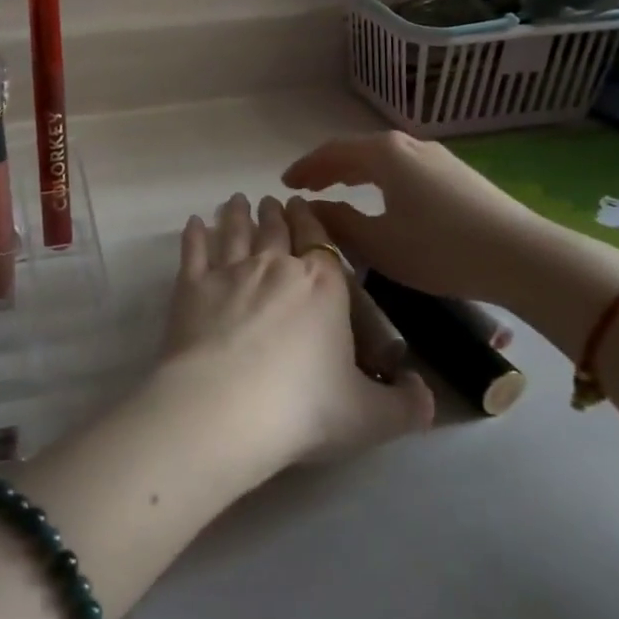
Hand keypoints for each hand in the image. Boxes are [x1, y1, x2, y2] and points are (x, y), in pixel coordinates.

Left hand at [157, 193, 434, 475]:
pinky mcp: (192, 286)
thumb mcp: (371, 417)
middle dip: (273, 213)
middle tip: (268, 201)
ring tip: (235, 201)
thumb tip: (427, 394)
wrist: (226, 407)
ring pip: (234, 231)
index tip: (301, 207)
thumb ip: (405, 405)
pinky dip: (194, 234)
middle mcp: (275, 266)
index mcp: (322, 286)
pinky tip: (193, 223)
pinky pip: (193, 251)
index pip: (320, 241)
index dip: (311, 221)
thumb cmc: (304, 408)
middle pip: (274, 230)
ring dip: (235, 214)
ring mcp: (230, 272)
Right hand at [281, 133, 618, 356]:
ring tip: (338, 189)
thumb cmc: (441, 250)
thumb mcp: (379, 243)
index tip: (284, 184)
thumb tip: (311, 207)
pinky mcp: (457, 174)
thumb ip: (339, 222)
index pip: (331, 153)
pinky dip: (379, 178)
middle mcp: (408, 145)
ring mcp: (437, 157)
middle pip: (356, 150)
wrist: (523, 258)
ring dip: (354, 172)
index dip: (305, 168)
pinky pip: (403, 168)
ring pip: (382, 159)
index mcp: (384, 154)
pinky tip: (383, 197)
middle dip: (327, 168)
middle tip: (305, 187)